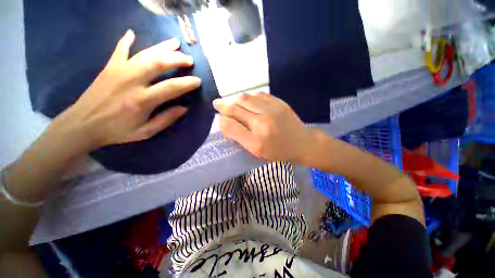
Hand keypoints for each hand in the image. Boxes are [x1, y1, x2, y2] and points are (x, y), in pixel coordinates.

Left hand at [52, 30, 200, 151]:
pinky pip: (119, 50)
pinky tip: (133, 33)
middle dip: (177, 59)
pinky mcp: (109, 67)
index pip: (172, 87)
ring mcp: (119, 71)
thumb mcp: (145, 132)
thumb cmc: (117, 131)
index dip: (187, 83)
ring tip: (175, 42)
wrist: (82, 125)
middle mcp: (132, 81)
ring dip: (162, 47)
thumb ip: (166, 119)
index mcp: (143, 100)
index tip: (198, 80)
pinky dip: (126, 40)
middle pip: (158, 63)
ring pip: (144, 54)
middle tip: (189, 59)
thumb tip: (184, 108)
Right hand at [213, 92, 312, 161]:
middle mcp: (262, 123)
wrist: (301, 143)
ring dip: (235, 100)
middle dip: (224, 106)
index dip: (222, 120)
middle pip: (236, 109)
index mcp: (256, 141)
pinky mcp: (279, 102)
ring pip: (245, 98)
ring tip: (232, 103)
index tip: (219, 118)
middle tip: (217, 104)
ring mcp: (271, 110)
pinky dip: (249, 97)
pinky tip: (248, 101)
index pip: (231, 126)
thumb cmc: (278, 151)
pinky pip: (258, 95)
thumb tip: (227, 123)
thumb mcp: (257, 151)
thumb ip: (240, 137)